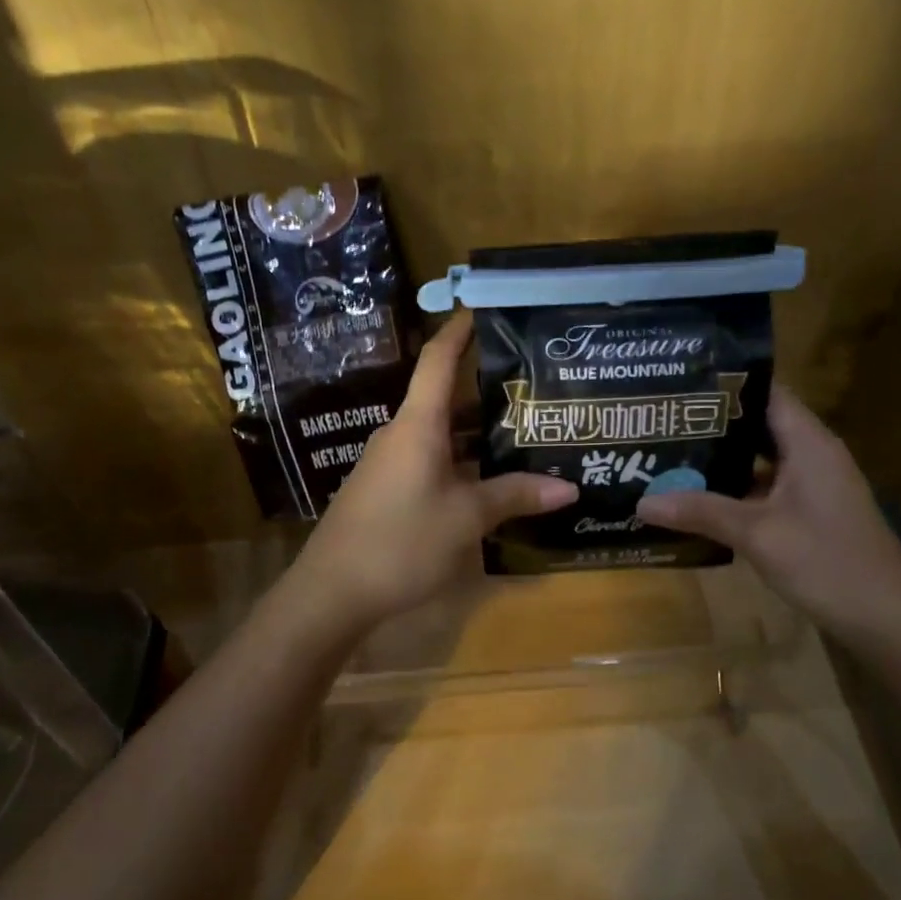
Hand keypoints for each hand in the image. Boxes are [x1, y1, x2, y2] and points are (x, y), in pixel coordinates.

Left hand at [289, 312, 577, 626]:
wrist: (332, 592)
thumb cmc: (401, 542)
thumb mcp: (466, 519)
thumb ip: (514, 497)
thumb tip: (568, 487)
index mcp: (417, 426)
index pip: (438, 361)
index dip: (459, 331)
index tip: (482, 307)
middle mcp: (401, 435)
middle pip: (444, 399)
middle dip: (486, 391)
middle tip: (533, 387)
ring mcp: (389, 464)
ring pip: (439, 435)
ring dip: (476, 434)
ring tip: (523, 433)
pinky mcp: (386, 492)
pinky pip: (429, 462)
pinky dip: (460, 461)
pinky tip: (489, 480)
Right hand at [638, 383, 900, 633]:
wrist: (888, 619)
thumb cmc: (828, 562)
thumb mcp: (757, 534)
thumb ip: (700, 512)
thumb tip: (641, 502)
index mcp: (807, 443)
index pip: (765, 393)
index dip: (723, 385)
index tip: (677, 385)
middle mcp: (810, 455)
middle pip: (756, 426)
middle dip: (709, 426)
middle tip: (659, 423)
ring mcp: (810, 487)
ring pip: (757, 461)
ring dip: (718, 461)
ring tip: (667, 456)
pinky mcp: (807, 515)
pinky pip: (762, 490)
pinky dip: (732, 491)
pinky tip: (696, 501)